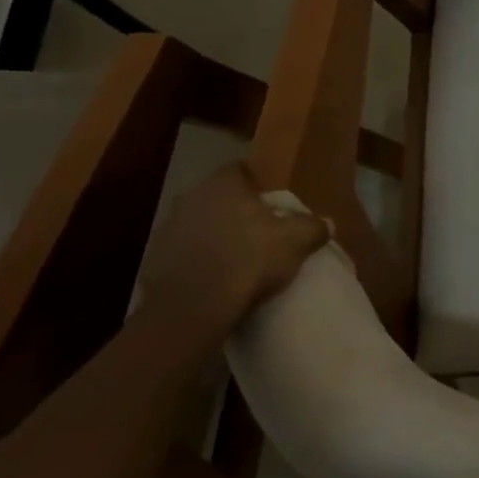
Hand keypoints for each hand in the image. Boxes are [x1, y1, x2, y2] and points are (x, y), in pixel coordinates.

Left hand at [137, 162, 328, 340]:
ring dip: (213, 236)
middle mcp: (191, 198)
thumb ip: (313, 227)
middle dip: (233, 210)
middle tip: (256, 230)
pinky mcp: (153, 261)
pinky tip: (213, 279)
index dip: (255, 184)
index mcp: (224, 185)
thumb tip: (326, 223)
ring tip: (235, 258)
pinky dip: (196, 261)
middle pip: (217, 197)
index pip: (239, 170)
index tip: (269, 202)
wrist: (192, 307)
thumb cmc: (249, 259)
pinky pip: (182, 253)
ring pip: (197, 224)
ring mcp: (167, 229)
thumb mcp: (296, 241)